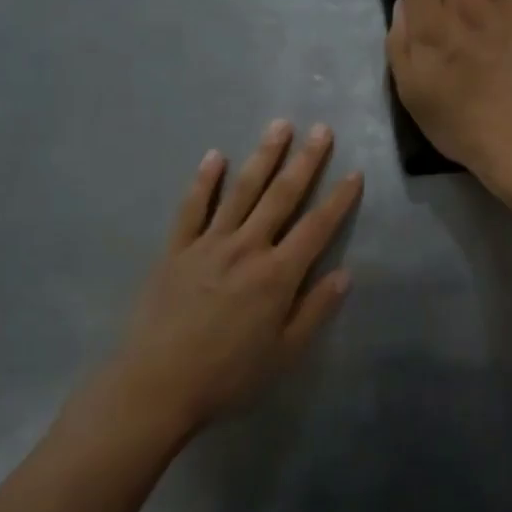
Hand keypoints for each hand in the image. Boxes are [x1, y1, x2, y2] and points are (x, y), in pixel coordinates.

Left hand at [103, 121, 362, 435]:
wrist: (156, 385)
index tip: (354, 172)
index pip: (317, 227)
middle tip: (320, 129)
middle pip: (281, 196)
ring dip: (262, 157)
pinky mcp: (176, 250)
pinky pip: (192, 208)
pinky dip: (204, 181)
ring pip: (240, 191)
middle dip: (305, 161)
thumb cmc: (228, 376)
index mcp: (277, 275)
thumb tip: (345, 274)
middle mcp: (246, 248)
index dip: (339, 199)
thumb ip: (315, 311)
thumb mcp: (284, 354)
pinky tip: (214, 156)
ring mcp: (208, 244)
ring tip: (278, 126)